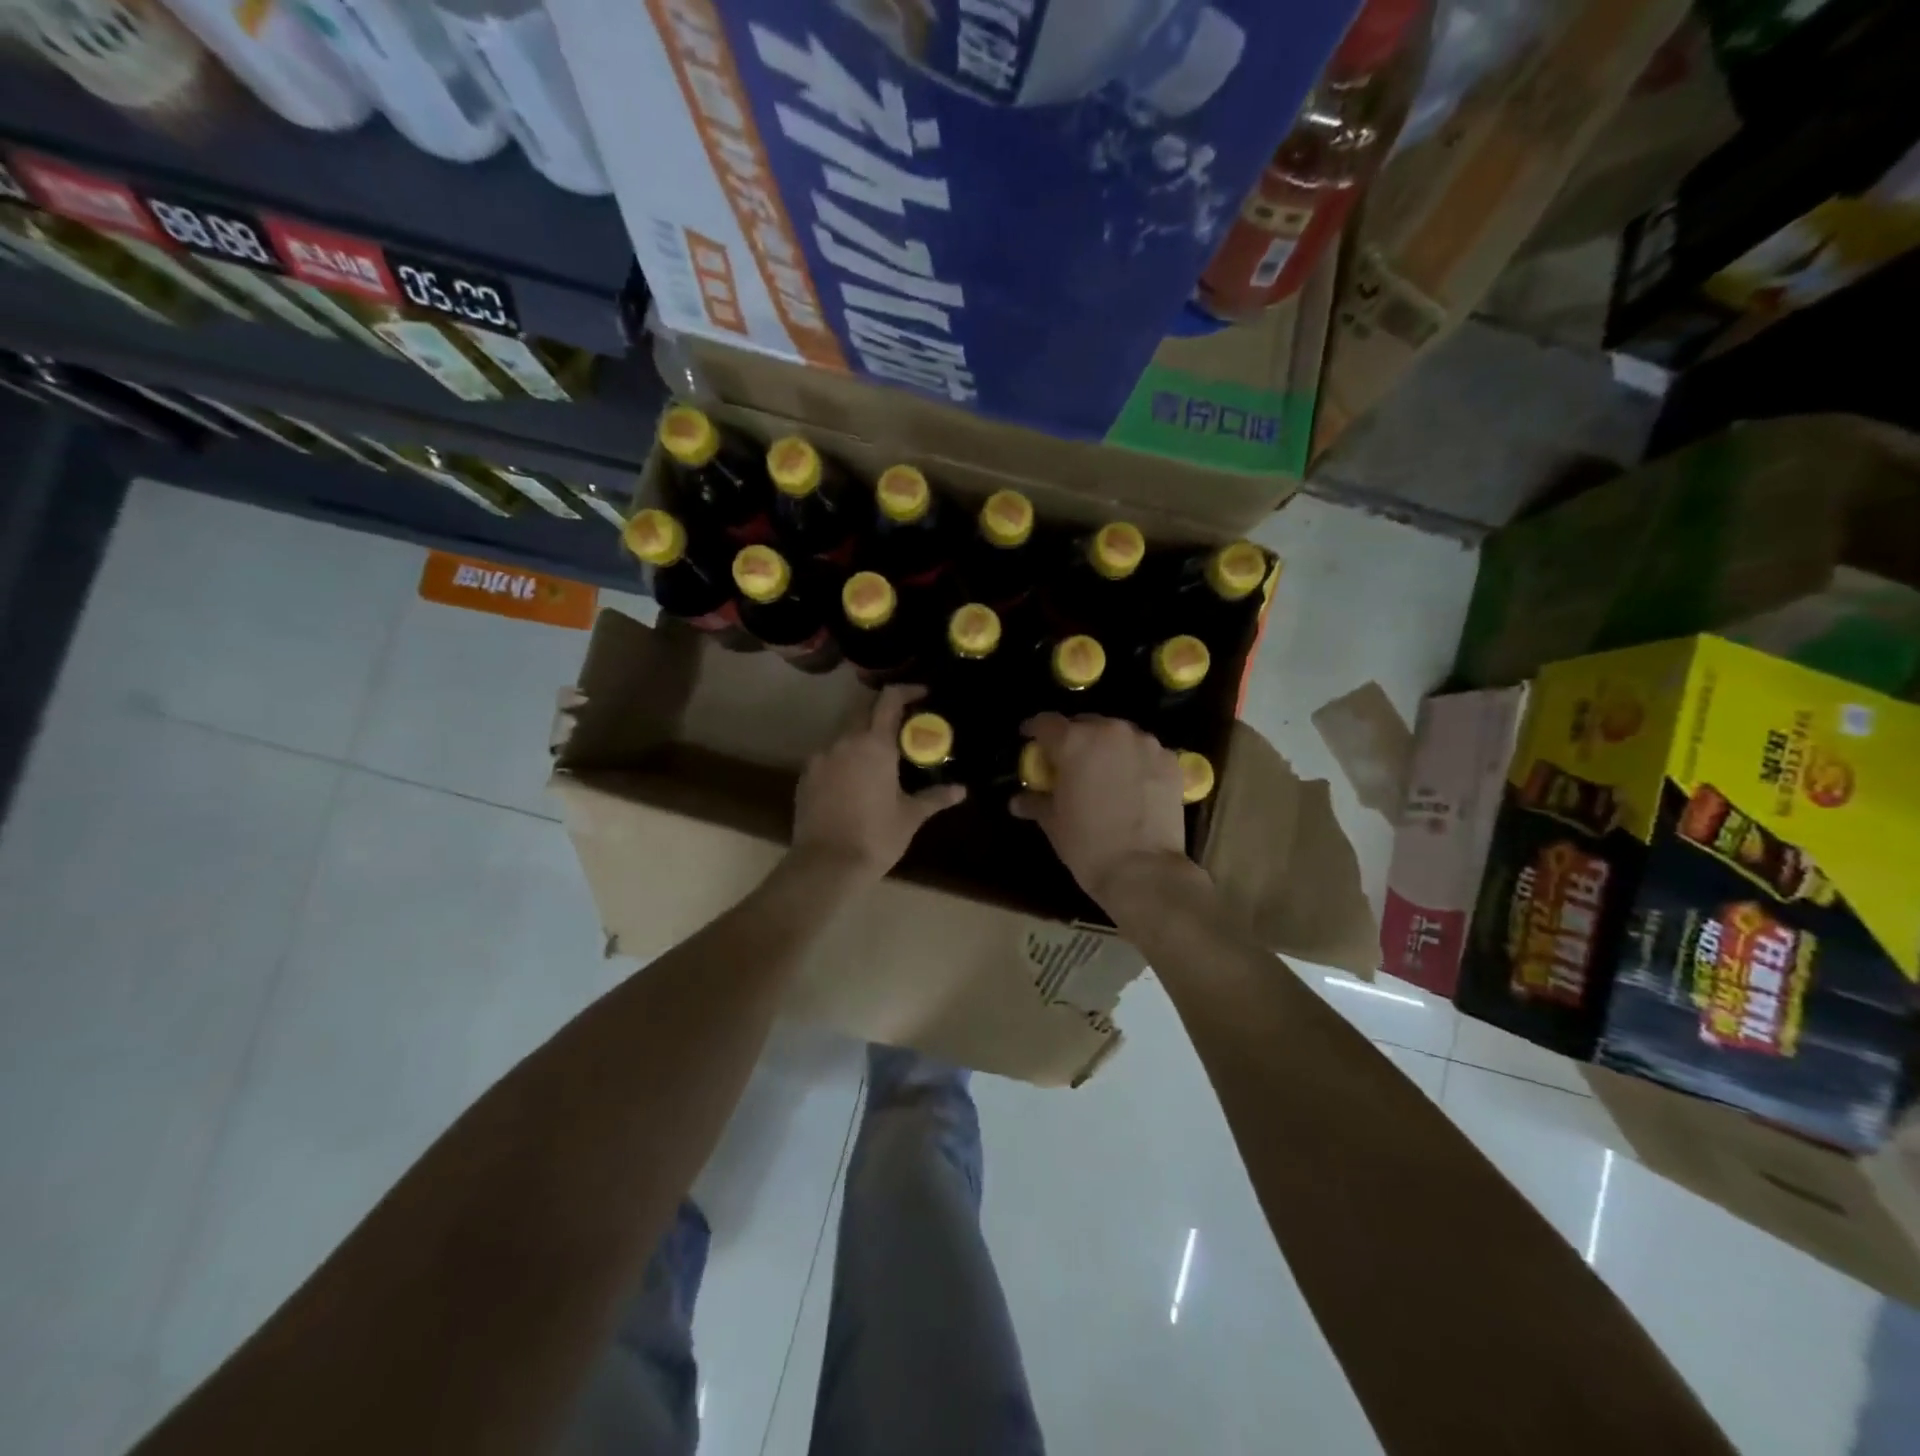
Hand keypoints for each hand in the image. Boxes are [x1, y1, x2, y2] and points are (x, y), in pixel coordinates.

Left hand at [791, 684, 964, 883]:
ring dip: (863, 735)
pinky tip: (854, 779)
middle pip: (864, 709)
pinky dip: (844, 757)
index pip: (889, 699)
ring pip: (844, 732)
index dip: (906, 690)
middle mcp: (845, 741)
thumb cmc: (875, 837)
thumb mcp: (910, 816)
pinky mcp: (806, 775)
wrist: (825, 865)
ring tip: (879, 756)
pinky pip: (829, 755)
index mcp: (874, 744)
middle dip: (883, 711)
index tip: (922, 694)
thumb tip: (961, 790)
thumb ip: (935, 797)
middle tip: (903, 726)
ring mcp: (821, 757)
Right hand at [1012, 714, 1197, 913]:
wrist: (1143, 870)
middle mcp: (1110, 732)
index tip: (1029, 739)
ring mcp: (1145, 743)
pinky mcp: (1170, 760)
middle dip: (1073, 739)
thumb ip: (1036, 801)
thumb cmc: (1087, 844)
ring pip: (1118, 735)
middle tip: (1068, 763)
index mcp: (1073, 741)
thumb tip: (1018, 800)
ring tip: (1103, 773)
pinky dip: (1135, 761)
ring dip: (1106, 748)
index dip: (1034, 730)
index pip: (1046, 722)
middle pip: (1084, 724)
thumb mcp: (1053, 822)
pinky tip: (1132, 784)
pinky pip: (1144, 752)